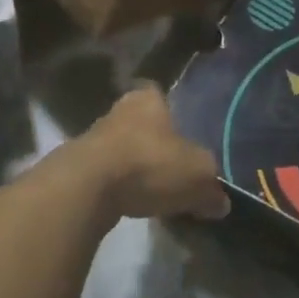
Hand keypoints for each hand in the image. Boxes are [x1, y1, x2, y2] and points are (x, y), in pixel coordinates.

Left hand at [86, 85, 229, 221]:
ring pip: (123, 148)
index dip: (172, 111)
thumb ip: (212, 189)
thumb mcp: (198, 177)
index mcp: (148, 98)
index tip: (182, 131)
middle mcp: (118, 110)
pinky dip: (120, 185)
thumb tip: (221, 203)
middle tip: (174, 164)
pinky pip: (107, 173)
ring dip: (136, 165)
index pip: (161, 94)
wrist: (86, 188)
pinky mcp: (77, 167)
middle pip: (141, 122)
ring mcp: (93, 138)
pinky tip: (133, 202)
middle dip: (155, 141)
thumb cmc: (150, 164)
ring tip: (156, 189)